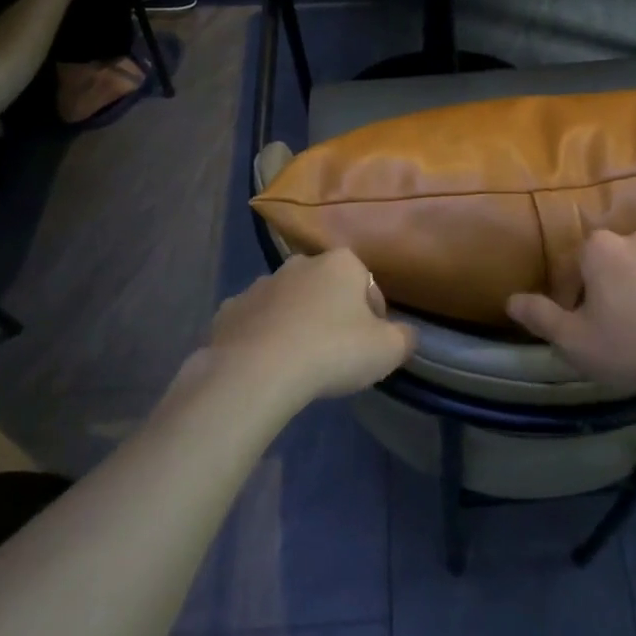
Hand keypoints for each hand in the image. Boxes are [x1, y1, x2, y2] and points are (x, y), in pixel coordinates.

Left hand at [205, 250, 415, 406]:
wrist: (257, 372)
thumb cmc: (332, 351)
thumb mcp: (388, 350)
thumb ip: (404, 337)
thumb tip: (406, 334)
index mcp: (341, 263)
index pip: (368, 285)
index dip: (374, 316)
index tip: (371, 344)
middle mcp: (300, 263)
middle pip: (326, 288)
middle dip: (332, 312)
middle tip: (335, 352)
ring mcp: (260, 284)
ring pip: (288, 302)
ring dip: (295, 322)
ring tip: (299, 362)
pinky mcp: (229, 310)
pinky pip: (254, 321)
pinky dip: (261, 336)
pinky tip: (266, 365)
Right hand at [508, 230, 635, 406]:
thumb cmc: (632, 347)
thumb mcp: (574, 341)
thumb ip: (539, 316)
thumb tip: (511, 300)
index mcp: (600, 248)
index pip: (572, 265)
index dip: (569, 298)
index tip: (578, 327)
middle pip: (607, 263)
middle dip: (604, 290)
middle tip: (609, 329)